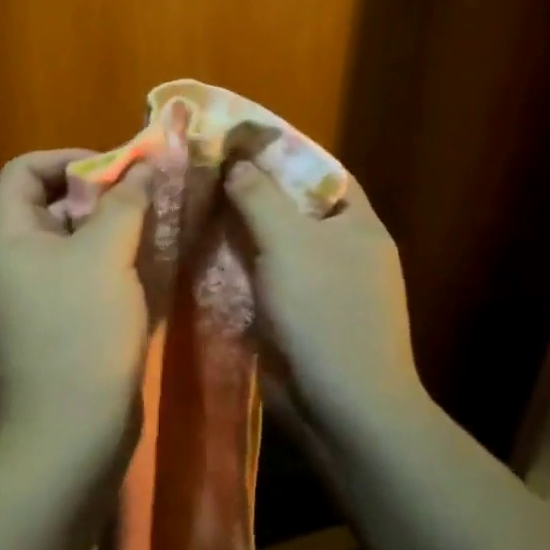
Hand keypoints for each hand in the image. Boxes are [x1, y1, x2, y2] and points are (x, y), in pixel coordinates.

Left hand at [0, 149, 153, 465]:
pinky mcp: (58, 331)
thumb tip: (143, 166)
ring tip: (157, 229)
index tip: (116, 168)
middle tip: (148, 197)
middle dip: (100, 196)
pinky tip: (150, 272)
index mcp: (10, 241)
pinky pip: (84, 282)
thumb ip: (124, 204)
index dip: (65, 158)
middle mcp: (15, 266)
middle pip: (52, 207)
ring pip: (74, 247)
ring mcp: (35, 302)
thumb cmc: (80, 332)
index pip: (22, 173)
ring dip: (113, 233)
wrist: (69, 437)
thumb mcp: (105, 256)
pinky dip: (113, 269)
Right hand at [223, 163, 432, 446]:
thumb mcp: (290, 243)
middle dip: (250, 192)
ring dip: (238, 231)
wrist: (342, 407)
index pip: (320, 172)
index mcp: (356, 225)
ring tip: (193, 207)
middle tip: (202, 173)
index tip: (235, 142)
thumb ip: (260, 196)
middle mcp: (342, 251)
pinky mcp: (296, 317)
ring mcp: (319, 287)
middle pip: (292, 209)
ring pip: (273, 246)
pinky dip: (236, 267)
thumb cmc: (325, 313)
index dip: (281, 153)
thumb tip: (237, 162)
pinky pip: (263, 280)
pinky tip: (201, 254)